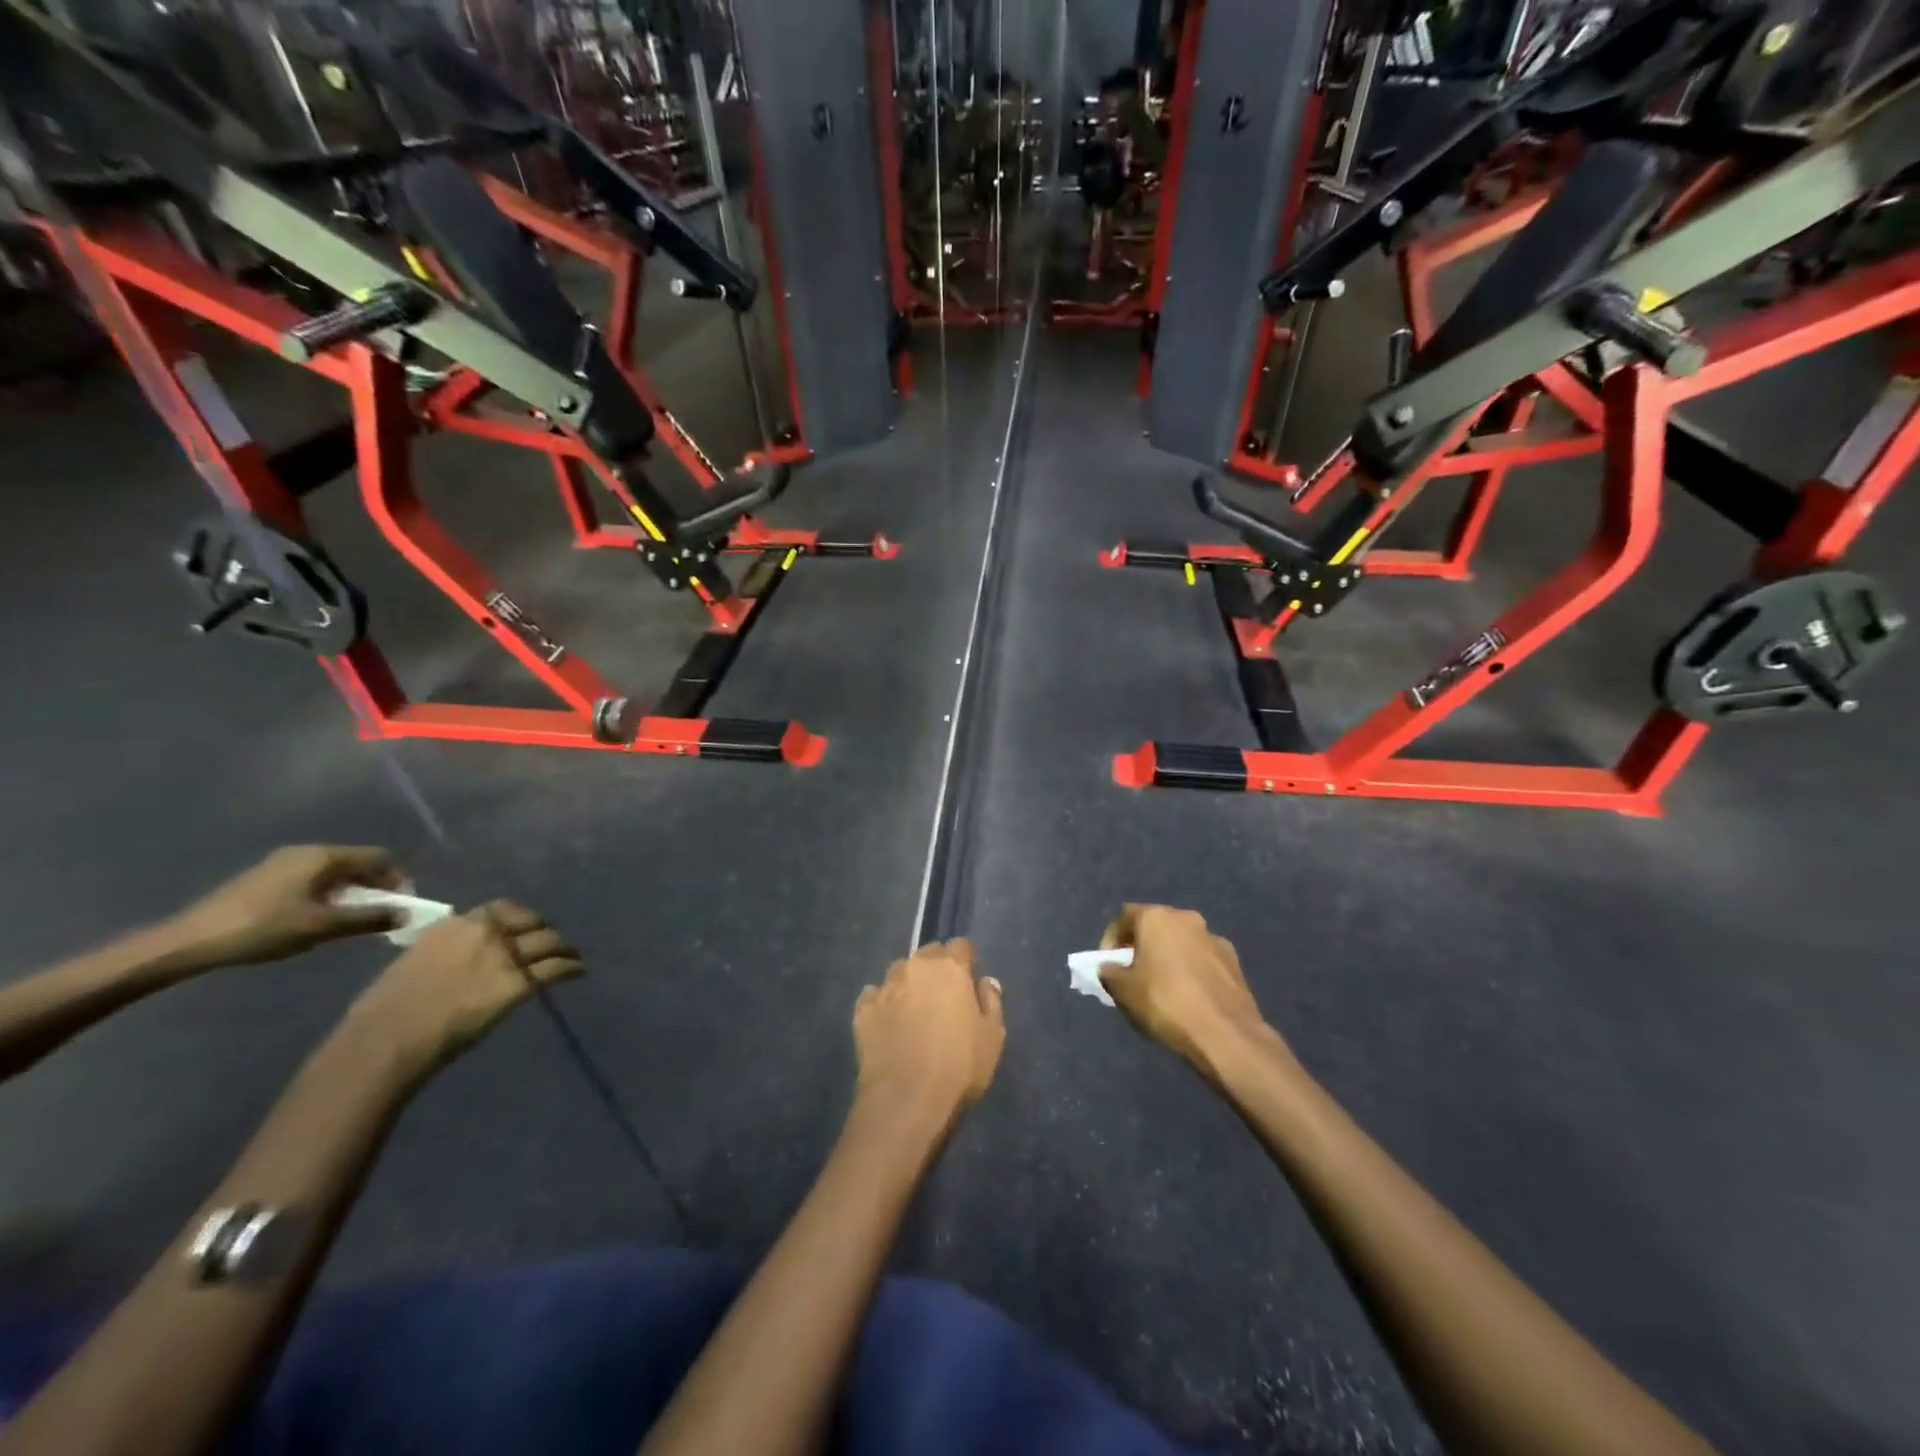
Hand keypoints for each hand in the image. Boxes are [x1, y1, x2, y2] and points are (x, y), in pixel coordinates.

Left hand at [168, 845, 406, 966]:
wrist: (189, 942)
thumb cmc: (263, 928)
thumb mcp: (323, 926)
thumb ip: (370, 918)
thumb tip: (408, 915)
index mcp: (324, 856)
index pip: (379, 858)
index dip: (396, 880)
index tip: (399, 907)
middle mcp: (307, 851)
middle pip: (357, 863)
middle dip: (374, 887)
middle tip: (378, 916)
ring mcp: (283, 862)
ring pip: (334, 872)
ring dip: (350, 893)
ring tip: (348, 920)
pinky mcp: (266, 877)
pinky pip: (313, 879)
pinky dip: (327, 895)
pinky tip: (316, 918)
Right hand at [345, 901, 581, 1077]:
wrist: (387, 1037)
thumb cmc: (385, 1009)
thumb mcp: (414, 961)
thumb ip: (443, 951)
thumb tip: (458, 957)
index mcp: (455, 925)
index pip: (500, 909)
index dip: (518, 917)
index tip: (523, 926)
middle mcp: (486, 934)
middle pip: (531, 922)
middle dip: (544, 930)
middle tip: (551, 941)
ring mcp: (505, 957)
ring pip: (549, 942)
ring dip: (563, 947)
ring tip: (572, 954)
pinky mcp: (518, 984)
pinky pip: (555, 969)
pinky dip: (571, 967)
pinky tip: (578, 971)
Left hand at [854, 940, 1003, 1125]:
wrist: (906, 1099)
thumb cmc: (959, 1066)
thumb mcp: (993, 1037)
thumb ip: (991, 1002)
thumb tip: (986, 981)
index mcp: (950, 968)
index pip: (960, 946)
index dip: (966, 958)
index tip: (969, 974)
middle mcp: (915, 967)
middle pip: (928, 954)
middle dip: (936, 967)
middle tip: (943, 993)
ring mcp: (885, 986)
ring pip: (899, 972)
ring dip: (909, 983)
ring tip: (913, 1008)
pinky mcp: (863, 1009)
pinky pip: (874, 995)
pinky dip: (883, 1003)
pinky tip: (888, 1022)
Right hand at [1100, 905, 1281, 1078]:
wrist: (1226, 1034)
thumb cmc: (1165, 1002)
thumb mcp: (1122, 990)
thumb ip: (1109, 973)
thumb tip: (1110, 968)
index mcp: (1156, 917)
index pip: (1123, 917)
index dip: (1111, 940)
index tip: (1108, 965)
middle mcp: (1187, 918)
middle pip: (1155, 927)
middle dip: (1142, 947)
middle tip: (1133, 975)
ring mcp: (1214, 939)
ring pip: (1181, 943)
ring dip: (1169, 959)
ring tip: (1162, 989)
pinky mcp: (1235, 963)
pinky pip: (1203, 961)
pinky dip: (1192, 972)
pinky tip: (1189, 999)